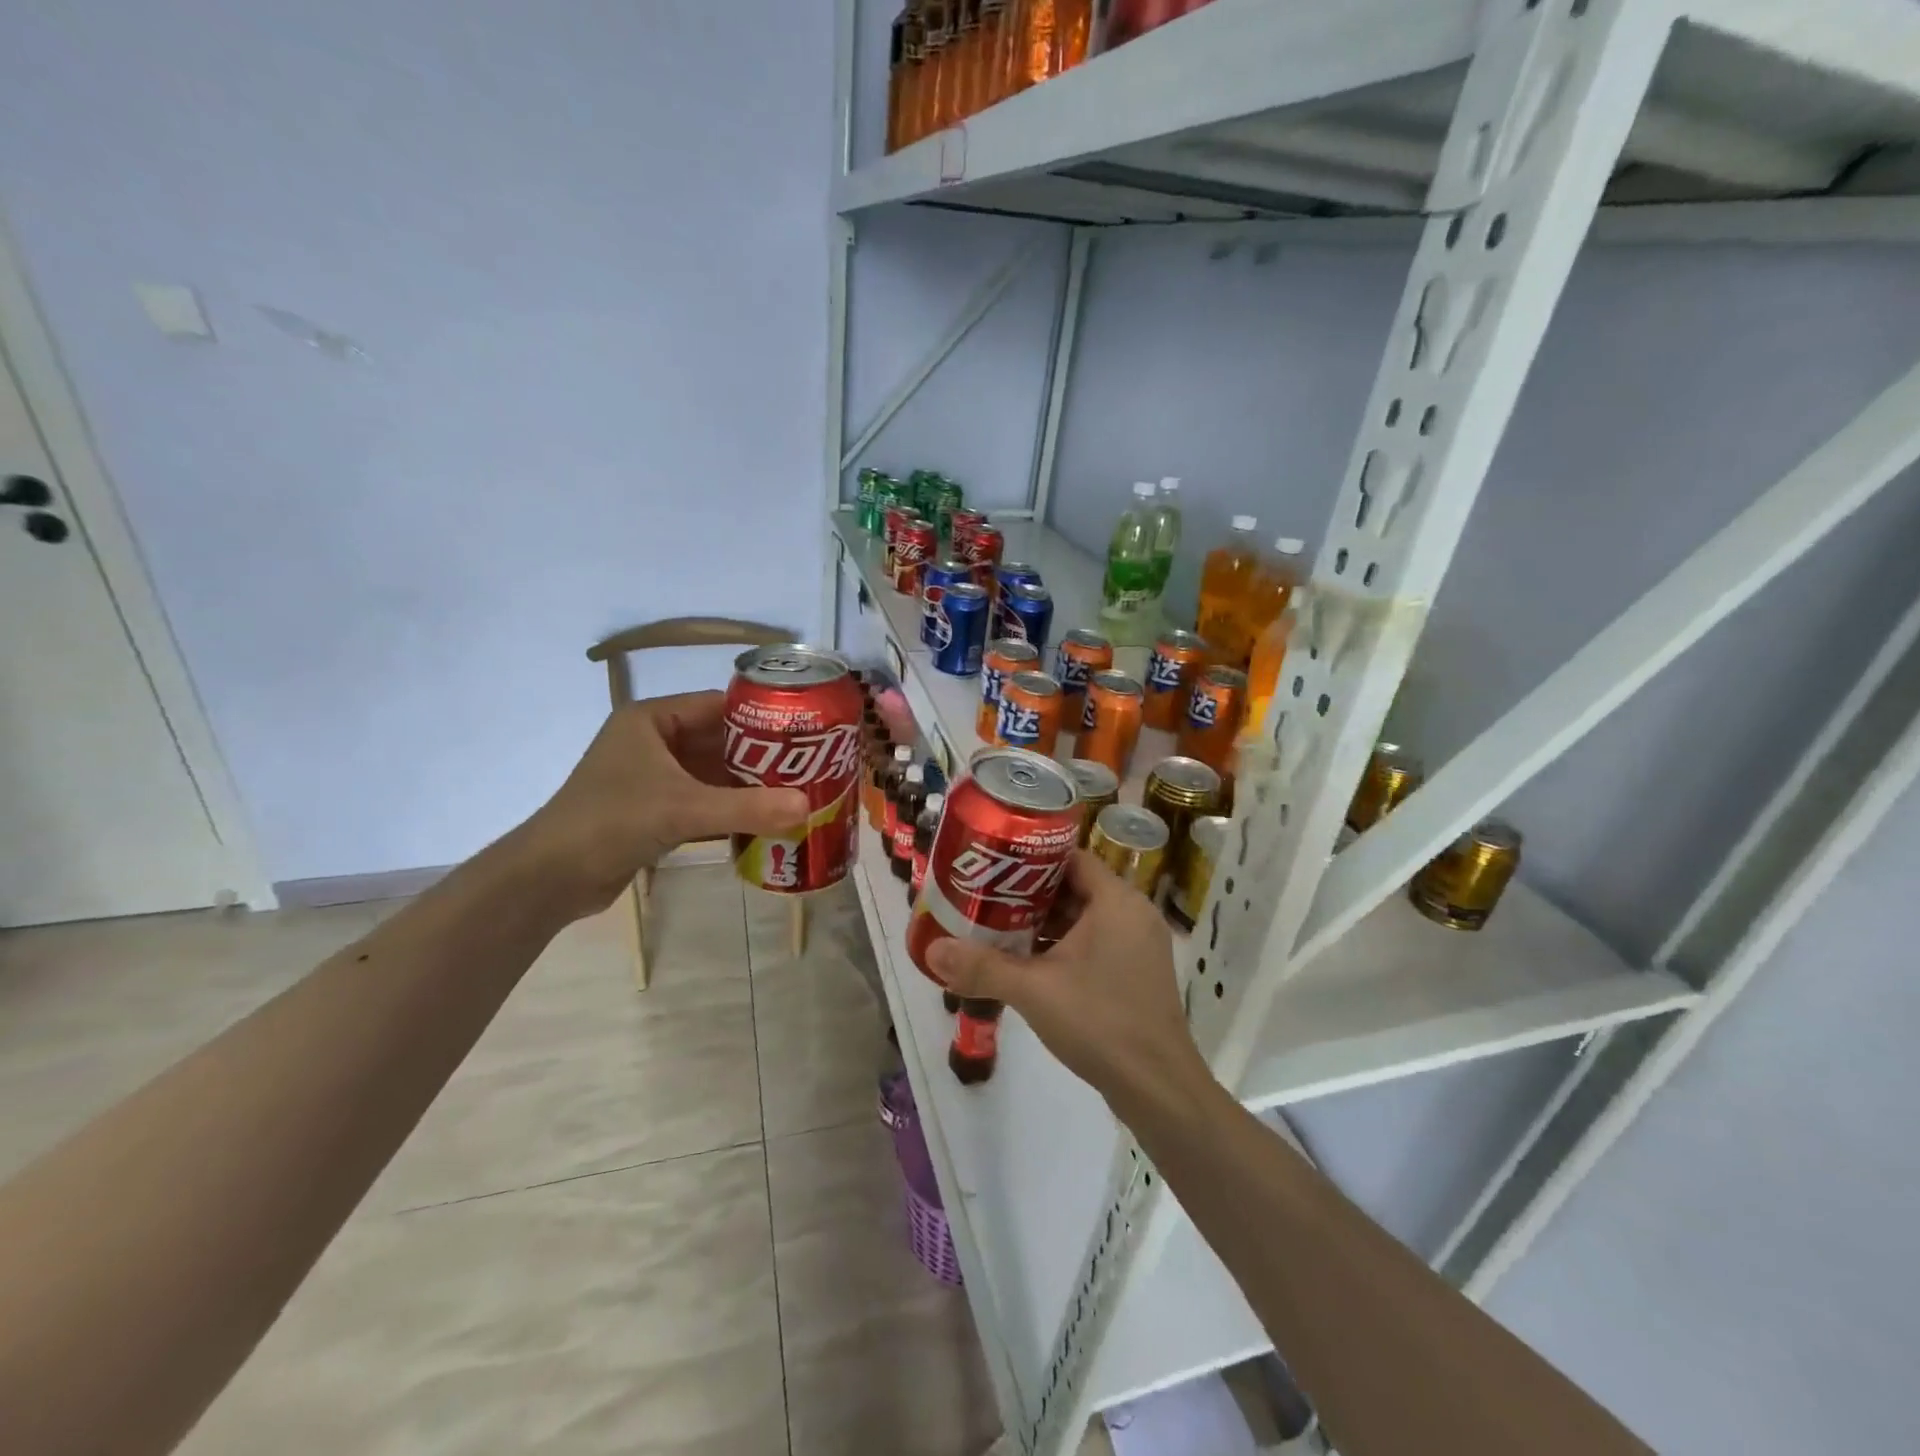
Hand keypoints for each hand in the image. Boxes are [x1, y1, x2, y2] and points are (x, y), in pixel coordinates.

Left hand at [514, 691, 807, 917]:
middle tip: (809, 767)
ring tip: (797, 793)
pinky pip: (703, 800)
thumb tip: (808, 807)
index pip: (719, 706)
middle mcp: (653, 741)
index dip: (762, 717)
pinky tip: (766, 819)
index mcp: (652, 719)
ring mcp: (653, 777)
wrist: (550, 878)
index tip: (805, 732)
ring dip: (748, 786)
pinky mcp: (654, 809)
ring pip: (713, 774)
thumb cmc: (612, 822)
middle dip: (762, 757)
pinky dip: (731, 809)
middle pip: (720, 741)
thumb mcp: (683, 810)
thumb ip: (747, 808)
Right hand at [928, 851, 1213, 1113]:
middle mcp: (1133, 913)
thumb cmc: (1100, 1021)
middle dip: (1028, 893)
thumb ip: (982, 967)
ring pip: (1083, 918)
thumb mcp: (1033, 990)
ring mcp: (1139, 945)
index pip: (1069, 857)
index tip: (992, 865)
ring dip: (1044, 923)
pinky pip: (1095, 942)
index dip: (1029, 859)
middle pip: (1074, 887)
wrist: (1158, 1088)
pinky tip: (1028, 963)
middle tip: (985, 896)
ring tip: (997, 926)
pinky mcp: (1136, 973)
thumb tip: (932, 951)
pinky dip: (1063, 946)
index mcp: (1117, 901)